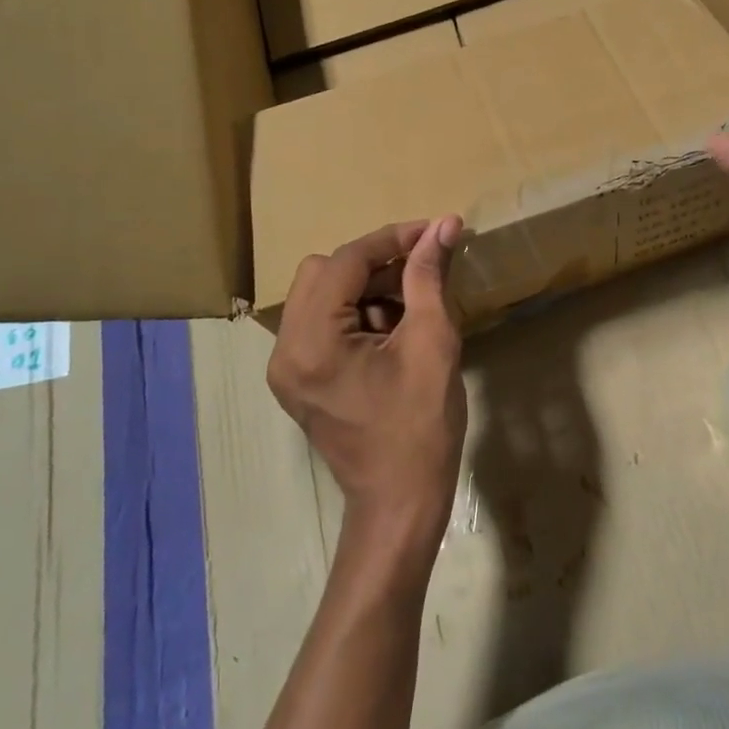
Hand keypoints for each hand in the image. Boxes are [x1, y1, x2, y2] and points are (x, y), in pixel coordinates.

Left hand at [268, 217, 466, 543]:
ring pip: (321, 294)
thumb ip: (429, 278)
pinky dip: (358, 312)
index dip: (393, 238)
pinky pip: (322, 322)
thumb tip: (443, 225)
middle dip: (376, 264)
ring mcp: (286, 367)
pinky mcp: (299, 379)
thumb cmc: (421, 428)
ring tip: (414, 306)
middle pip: (322, 272)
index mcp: (311, 343)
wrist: (400, 503)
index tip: (435, 229)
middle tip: (422, 272)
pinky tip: (395, 329)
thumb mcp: (432, 344)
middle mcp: (285, 350)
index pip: (345, 262)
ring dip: (368, 287)